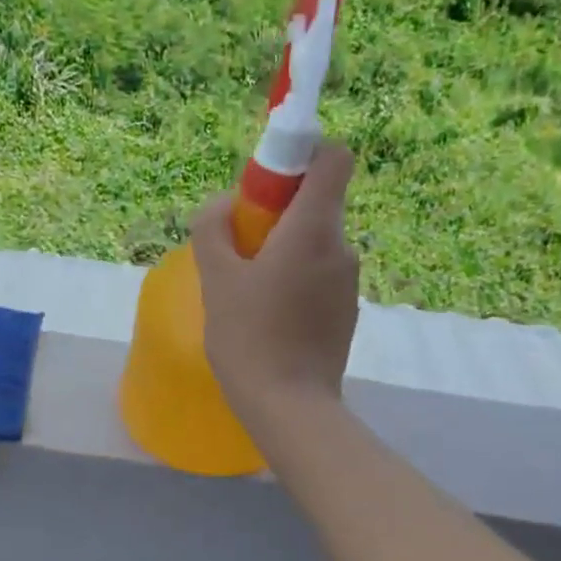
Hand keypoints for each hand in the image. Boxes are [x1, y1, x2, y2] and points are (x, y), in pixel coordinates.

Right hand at [191, 143, 360, 430]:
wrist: (290, 406)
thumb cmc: (249, 337)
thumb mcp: (217, 279)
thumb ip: (213, 230)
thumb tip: (219, 204)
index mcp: (314, 229)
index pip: (333, 158)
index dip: (303, 154)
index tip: (265, 181)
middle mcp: (341, 247)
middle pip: (315, 202)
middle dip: (277, 212)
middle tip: (239, 246)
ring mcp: (348, 282)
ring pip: (314, 242)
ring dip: (282, 249)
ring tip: (247, 289)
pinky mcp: (346, 311)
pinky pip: (318, 274)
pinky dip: (294, 279)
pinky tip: (267, 316)